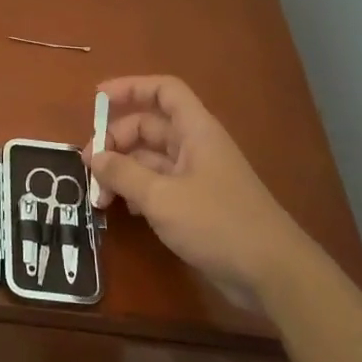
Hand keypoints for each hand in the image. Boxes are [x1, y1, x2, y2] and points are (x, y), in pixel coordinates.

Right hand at [83, 75, 303, 310]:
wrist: (272, 273)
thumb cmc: (217, 223)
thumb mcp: (161, 197)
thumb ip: (123, 174)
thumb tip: (95, 157)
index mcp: (196, 131)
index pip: (163, 91)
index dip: (130, 88)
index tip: (96, 99)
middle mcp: (197, 147)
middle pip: (150, 127)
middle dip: (116, 140)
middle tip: (88, 165)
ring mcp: (198, 177)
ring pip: (151, 159)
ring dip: (123, 170)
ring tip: (99, 195)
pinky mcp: (198, 205)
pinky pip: (160, 186)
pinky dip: (138, 192)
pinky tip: (124, 211)